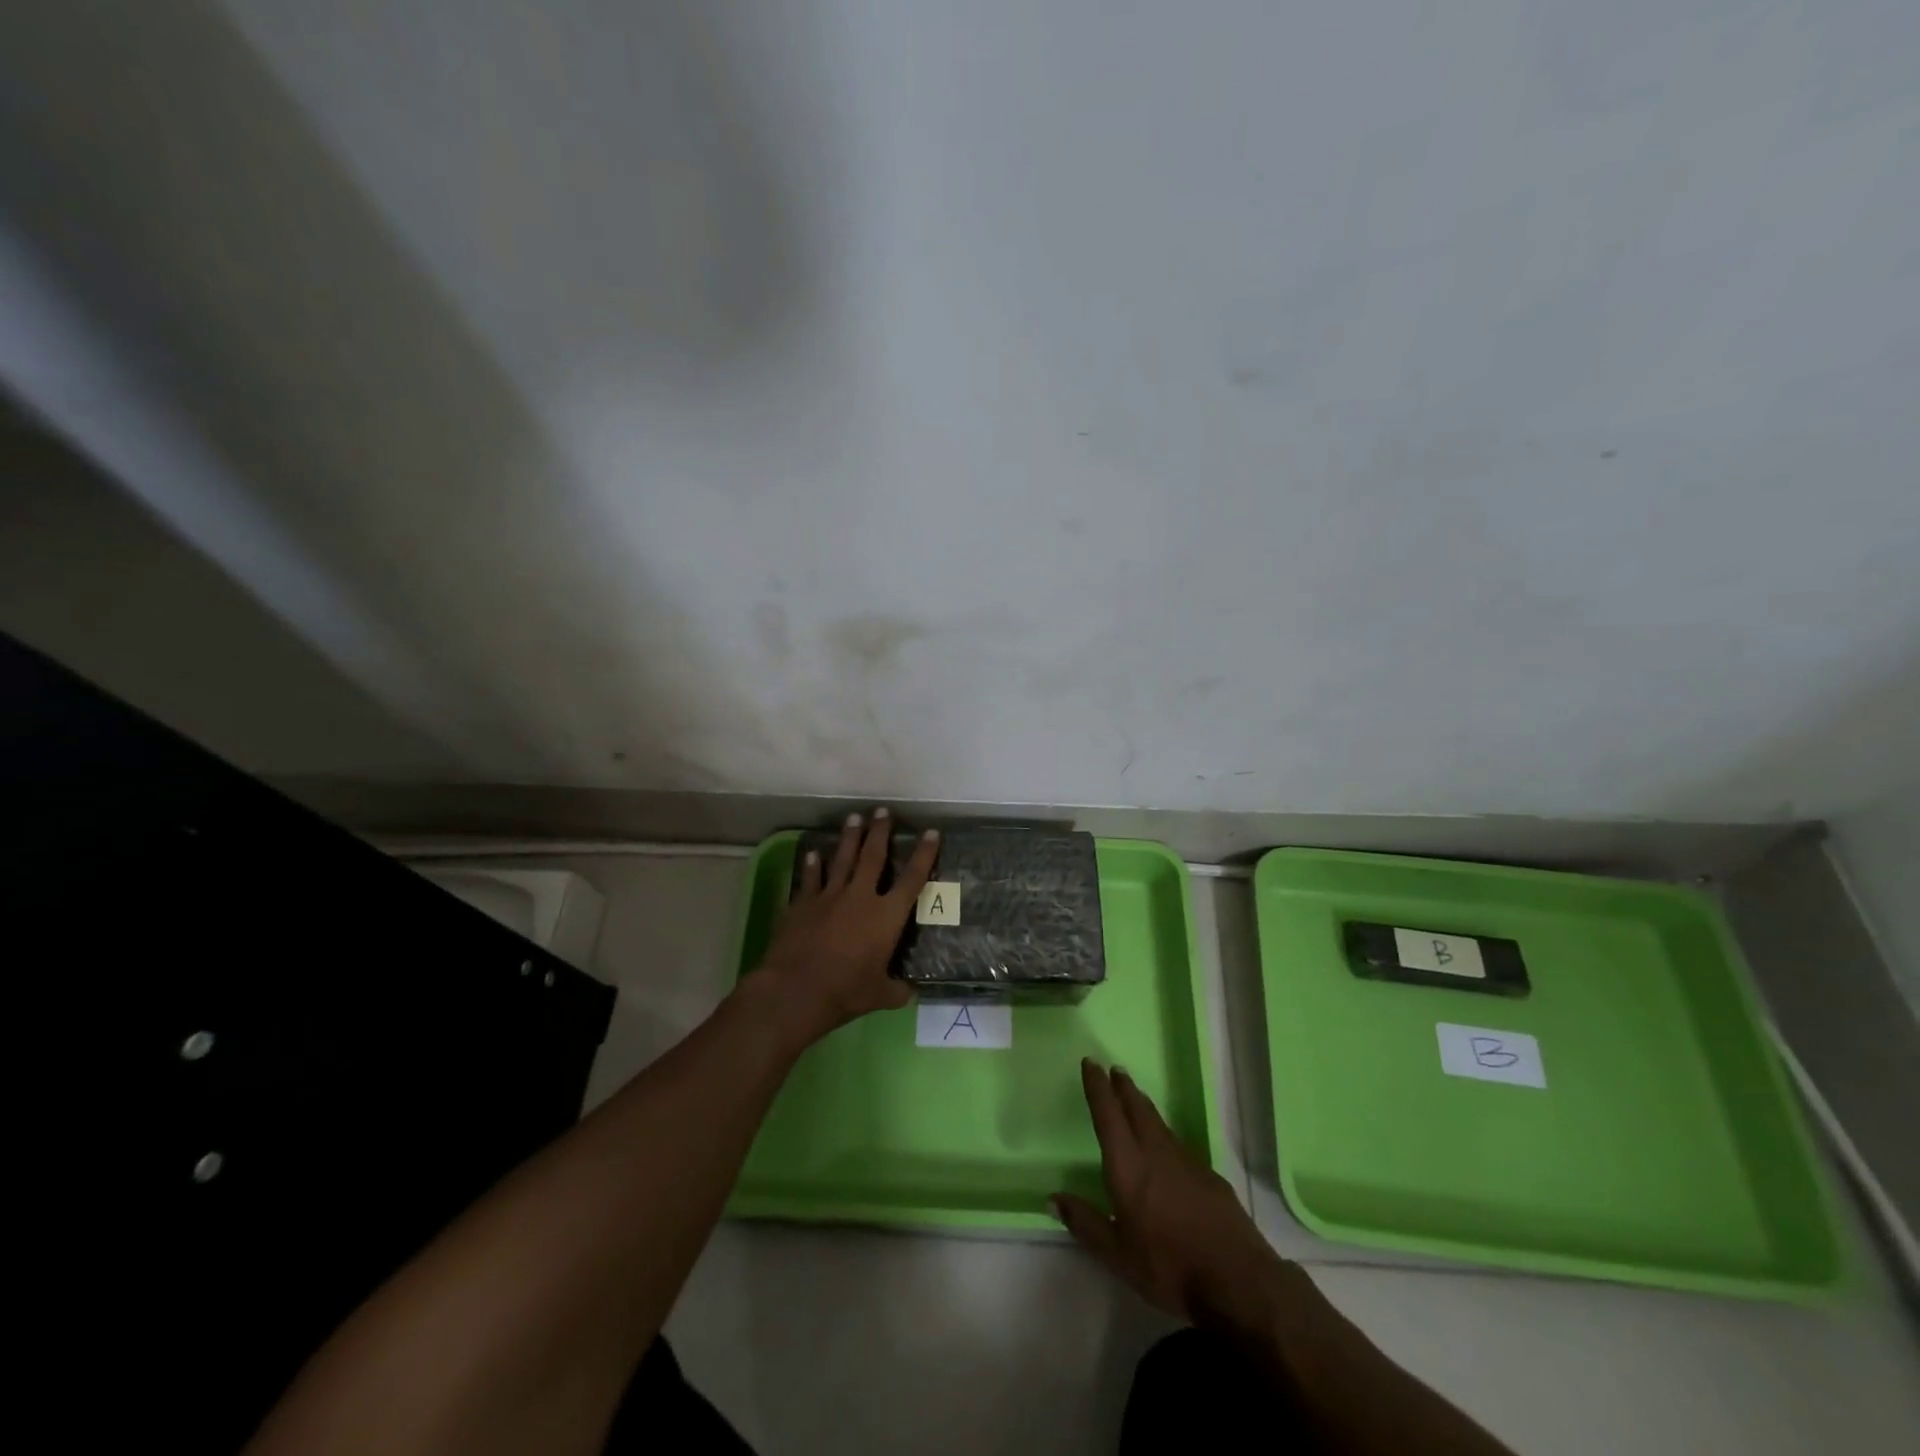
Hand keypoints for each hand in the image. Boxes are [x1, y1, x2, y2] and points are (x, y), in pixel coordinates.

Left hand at [756, 808, 938, 1042]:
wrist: (796, 989)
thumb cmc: (845, 991)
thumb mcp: (880, 996)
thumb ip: (897, 990)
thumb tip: (910, 992)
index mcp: (887, 916)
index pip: (912, 879)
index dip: (924, 854)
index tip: (931, 832)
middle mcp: (861, 897)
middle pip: (874, 856)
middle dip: (880, 832)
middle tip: (883, 810)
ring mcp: (830, 896)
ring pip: (843, 859)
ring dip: (849, 837)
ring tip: (854, 818)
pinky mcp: (803, 903)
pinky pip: (810, 878)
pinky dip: (812, 865)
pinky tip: (813, 852)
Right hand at [1052, 1060, 1289, 1330]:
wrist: (1237, 1279)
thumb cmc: (1168, 1266)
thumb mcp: (1117, 1254)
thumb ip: (1085, 1223)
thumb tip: (1052, 1198)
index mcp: (1128, 1166)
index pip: (1108, 1115)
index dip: (1097, 1087)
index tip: (1091, 1063)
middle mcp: (1156, 1153)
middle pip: (1137, 1109)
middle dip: (1123, 1088)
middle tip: (1115, 1069)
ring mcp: (1186, 1162)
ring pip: (1159, 1123)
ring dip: (1144, 1106)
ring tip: (1136, 1097)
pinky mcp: (1209, 1176)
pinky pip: (1179, 1144)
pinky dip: (1165, 1133)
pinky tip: (1167, 1146)